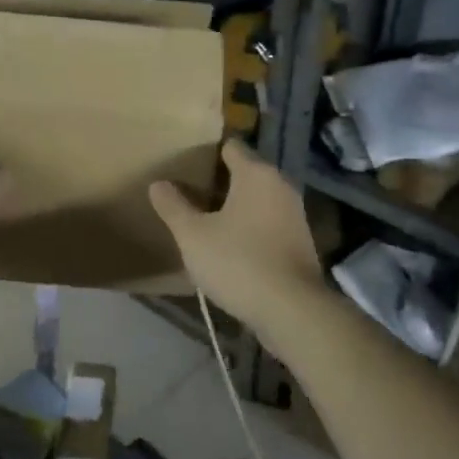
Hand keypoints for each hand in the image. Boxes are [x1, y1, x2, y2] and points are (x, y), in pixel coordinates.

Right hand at [149, 140, 325, 344]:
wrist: (292, 311)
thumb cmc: (238, 262)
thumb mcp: (193, 235)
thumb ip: (173, 206)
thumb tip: (158, 184)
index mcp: (256, 174)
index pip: (230, 147)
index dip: (206, 152)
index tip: (185, 164)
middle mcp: (280, 186)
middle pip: (244, 172)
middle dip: (218, 181)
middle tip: (187, 193)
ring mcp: (294, 215)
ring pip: (257, 200)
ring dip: (234, 207)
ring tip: (204, 220)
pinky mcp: (300, 243)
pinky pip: (267, 223)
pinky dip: (249, 228)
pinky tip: (229, 246)